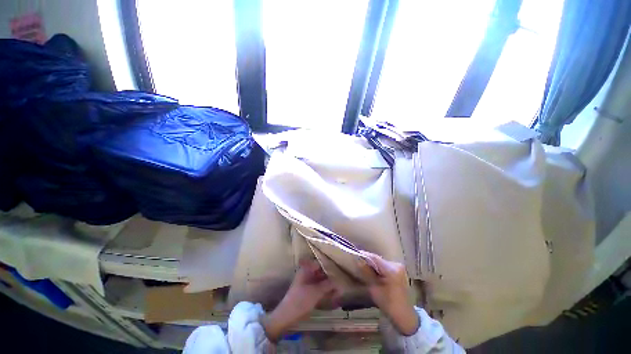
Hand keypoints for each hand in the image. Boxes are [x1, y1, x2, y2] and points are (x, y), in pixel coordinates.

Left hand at [262, 259, 335, 341]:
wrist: (287, 316)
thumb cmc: (300, 300)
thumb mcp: (316, 292)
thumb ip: (328, 285)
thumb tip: (338, 281)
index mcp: (306, 270)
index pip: (319, 263)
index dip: (329, 265)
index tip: (339, 268)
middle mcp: (307, 274)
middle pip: (321, 272)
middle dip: (331, 277)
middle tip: (342, 280)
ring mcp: (307, 284)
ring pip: (321, 281)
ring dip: (329, 285)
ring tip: (340, 289)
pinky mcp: (308, 293)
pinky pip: (319, 289)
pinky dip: (326, 291)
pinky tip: (334, 296)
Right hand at [357, 252, 419, 335]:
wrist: (404, 315)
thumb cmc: (388, 304)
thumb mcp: (374, 288)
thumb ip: (367, 273)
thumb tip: (358, 260)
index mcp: (391, 270)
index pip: (374, 258)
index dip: (364, 255)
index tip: (354, 254)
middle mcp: (396, 265)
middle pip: (378, 259)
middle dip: (368, 259)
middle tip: (357, 260)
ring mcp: (398, 267)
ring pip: (381, 262)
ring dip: (372, 263)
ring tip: (363, 265)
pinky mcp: (398, 271)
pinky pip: (385, 265)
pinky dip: (378, 267)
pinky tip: (372, 270)